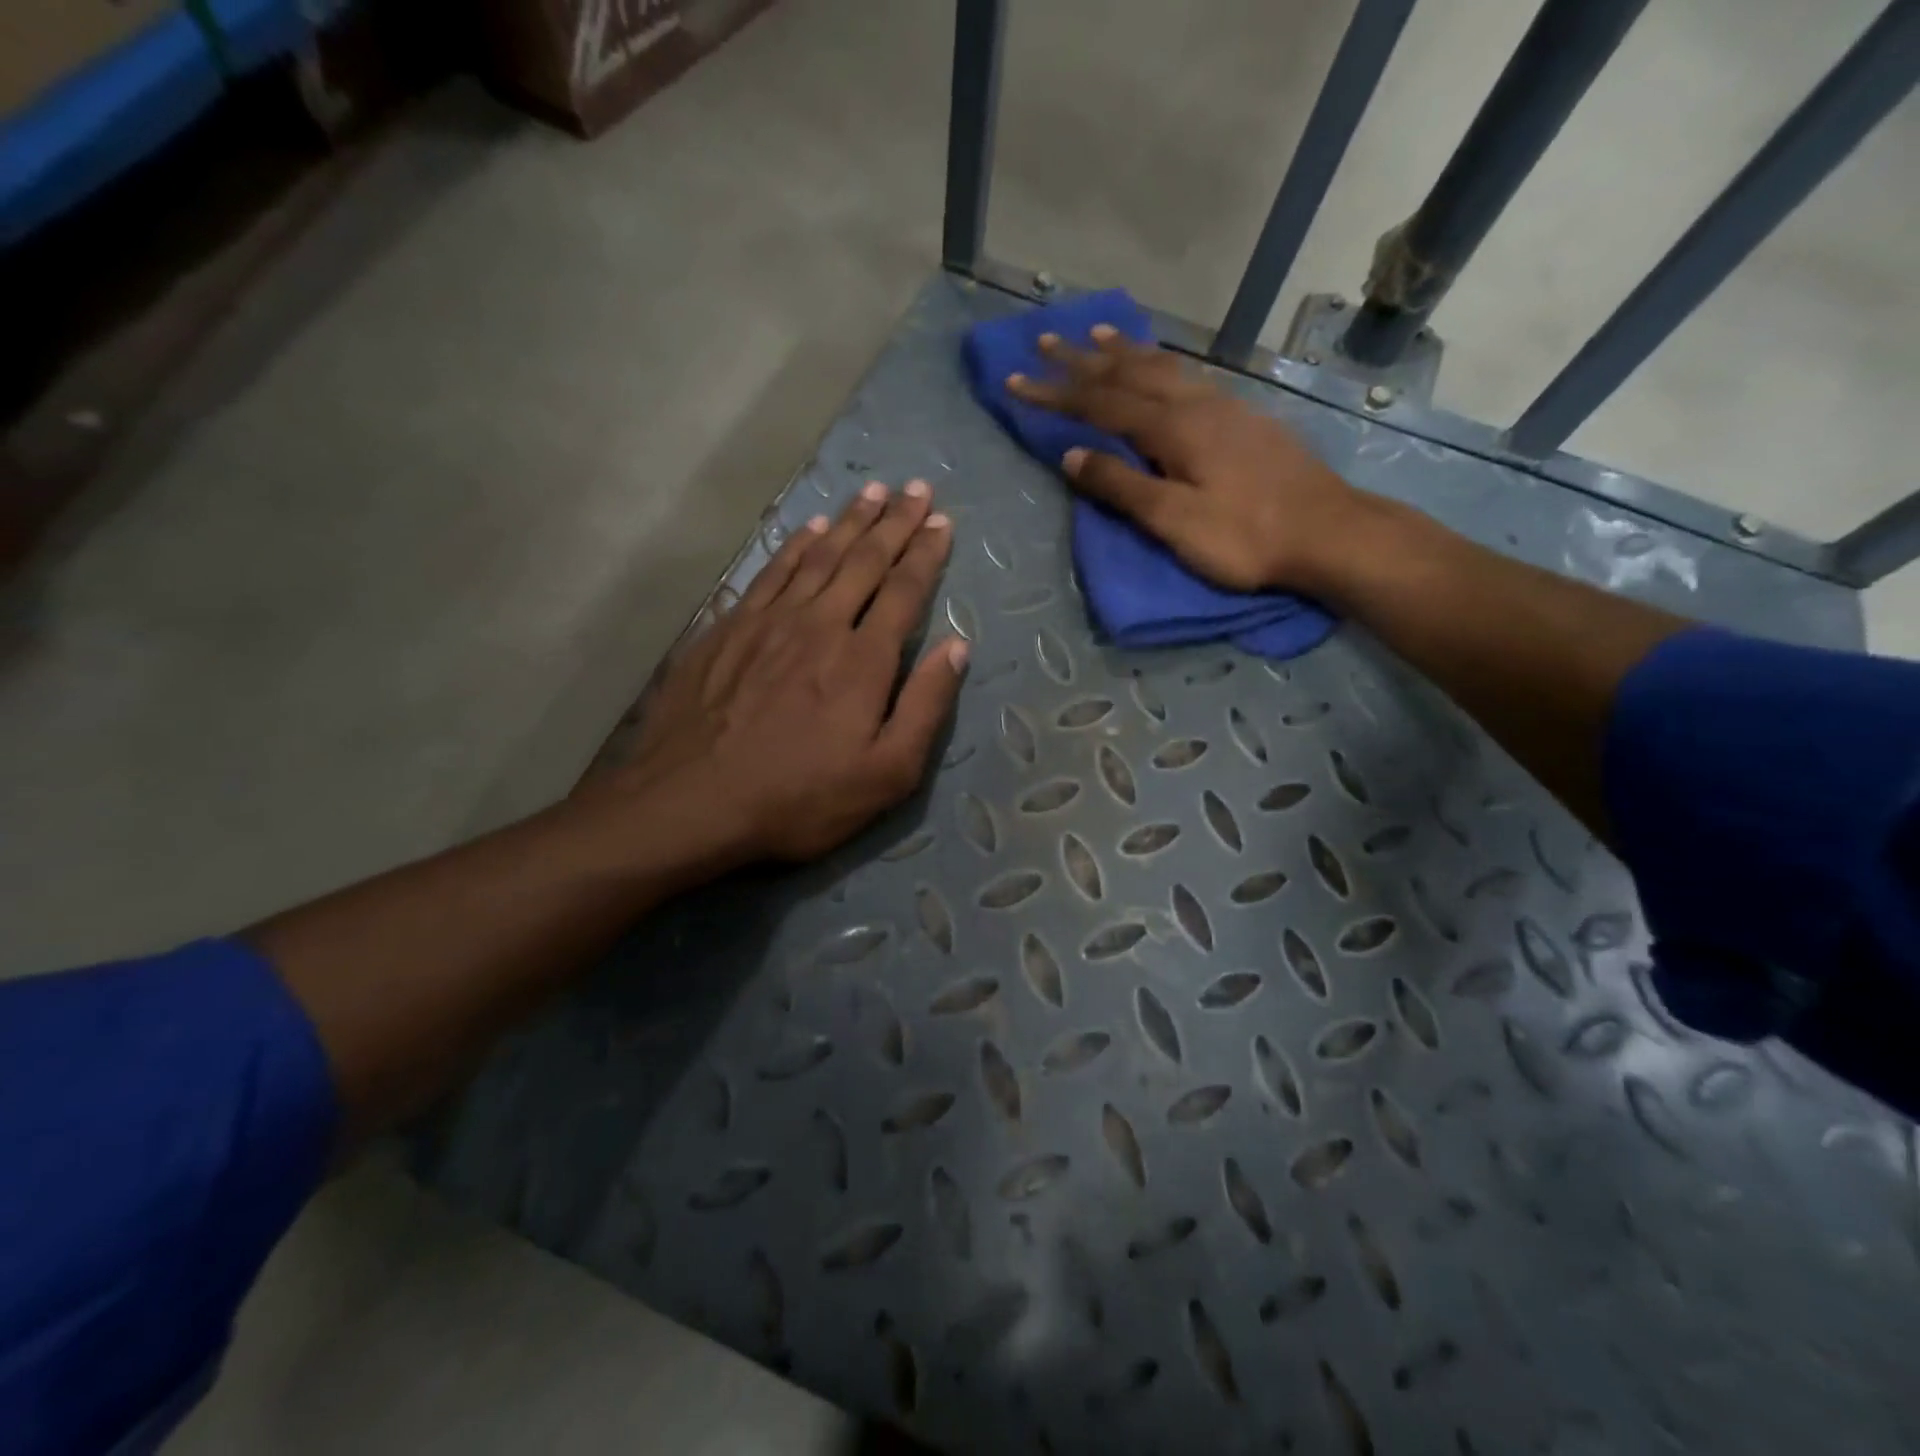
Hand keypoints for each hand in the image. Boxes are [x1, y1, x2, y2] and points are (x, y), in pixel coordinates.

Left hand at [597, 481, 966, 863]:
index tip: (942, 521)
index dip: (926, 553)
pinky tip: (808, 529)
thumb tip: (957, 647)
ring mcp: (769, 621)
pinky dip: (796, 545)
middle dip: (894, 522)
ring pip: (818, 556)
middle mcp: (820, 623)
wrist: (691, 802)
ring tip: (872, 492)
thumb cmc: (800, 797)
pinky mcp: (728, 628)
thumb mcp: (886, 773)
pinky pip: (772, 572)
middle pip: (863, 560)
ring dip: (849, 522)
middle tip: (916, 488)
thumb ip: (925, 707)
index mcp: (863, 659)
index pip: (904, 590)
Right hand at [1008, 328, 1366, 593]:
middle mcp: (1195, 405)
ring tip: (1094, 332)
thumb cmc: (1246, 536)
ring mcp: (1224, 407)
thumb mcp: (1174, 521)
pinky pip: (1187, 376)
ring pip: (1162, 367)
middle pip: (1128, 373)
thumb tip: (1071, 456)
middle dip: (1081, 359)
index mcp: (1173, 429)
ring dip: (1123, 350)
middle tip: (1044, 340)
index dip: (1056, 393)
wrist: (1328, 532)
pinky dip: (1161, 363)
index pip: (1100, 404)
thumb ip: (1121, 486)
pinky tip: (1160, 365)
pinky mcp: (1243, 418)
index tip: (1016, 380)